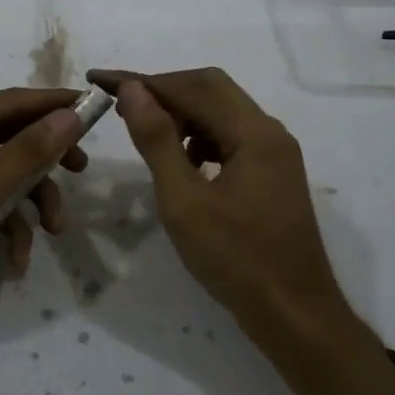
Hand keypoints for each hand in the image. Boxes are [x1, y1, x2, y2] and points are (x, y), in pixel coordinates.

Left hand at [0, 88, 89, 352]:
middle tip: (80, 171)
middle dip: (43, 163)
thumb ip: (28, 152)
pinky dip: (2, 226)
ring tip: (52, 232)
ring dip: (27, 203)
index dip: (54, 105)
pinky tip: (15, 259)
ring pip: (0, 175)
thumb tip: (72, 115)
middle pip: (8, 137)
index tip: (95, 108)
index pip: (11, 101)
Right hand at [87, 67, 351, 338]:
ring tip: (146, 133)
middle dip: (163, 91)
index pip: (191, 87)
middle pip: (211, 89)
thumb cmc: (235, 259)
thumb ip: (157, 141)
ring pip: (222, 112)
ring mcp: (275, 153)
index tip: (100, 81)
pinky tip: (182, 161)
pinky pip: (232, 136)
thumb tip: (132, 90)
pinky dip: (201, 137)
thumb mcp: (184, 201)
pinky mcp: (273, 173)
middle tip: (121, 105)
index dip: (142, 81)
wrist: (294, 313)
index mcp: (253, 133)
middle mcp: (270, 132)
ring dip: (183, 113)